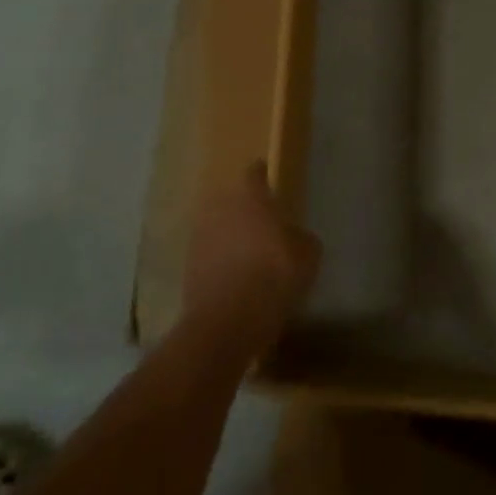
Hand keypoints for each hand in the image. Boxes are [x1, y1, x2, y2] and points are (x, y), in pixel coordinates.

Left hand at [181, 163, 319, 355]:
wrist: (227, 321)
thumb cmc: (273, 275)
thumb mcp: (308, 254)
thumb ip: (301, 237)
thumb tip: (293, 237)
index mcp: (250, 197)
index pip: (254, 173)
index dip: (264, 177)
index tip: (272, 184)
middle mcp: (219, 208)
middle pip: (233, 201)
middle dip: (246, 210)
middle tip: (265, 225)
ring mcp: (199, 237)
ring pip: (219, 228)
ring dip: (231, 237)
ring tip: (250, 255)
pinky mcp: (188, 267)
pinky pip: (210, 255)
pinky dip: (221, 262)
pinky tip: (236, 279)